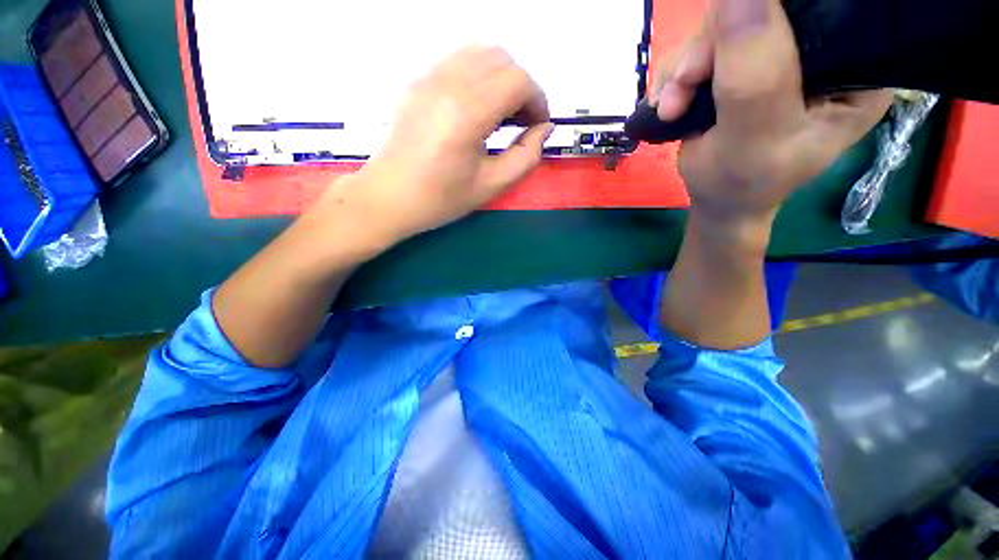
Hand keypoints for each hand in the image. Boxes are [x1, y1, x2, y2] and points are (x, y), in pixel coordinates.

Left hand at [342, 45, 552, 241]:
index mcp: (467, 112)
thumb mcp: (491, 185)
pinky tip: (477, 108)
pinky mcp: (418, 81)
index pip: (518, 81)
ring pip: (480, 53)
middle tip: (522, 122)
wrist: (389, 197)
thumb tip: (544, 129)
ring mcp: (428, 77)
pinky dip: (479, 77)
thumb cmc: (440, 198)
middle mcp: (447, 82)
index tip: (539, 126)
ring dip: (501, 78)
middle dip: (522, 88)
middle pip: (502, 59)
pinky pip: (459, 61)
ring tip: (501, 115)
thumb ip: (525, 156)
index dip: (538, 100)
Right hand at [650, 0, 892, 231]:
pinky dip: (678, 73)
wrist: (716, 200)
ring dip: (686, 68)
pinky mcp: (744, 63)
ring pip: (727, 26)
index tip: (723, 54)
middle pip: (766, 12)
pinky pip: (705, 46)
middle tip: (683, 90)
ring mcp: (780, 55)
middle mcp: (823, 52)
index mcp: (856, 68)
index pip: (822, 10)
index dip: (769, 17)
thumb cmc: (740, 184)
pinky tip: (669, 102)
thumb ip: (753, 73)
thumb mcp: (752, 137)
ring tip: (671, 107)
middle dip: (711, 50)